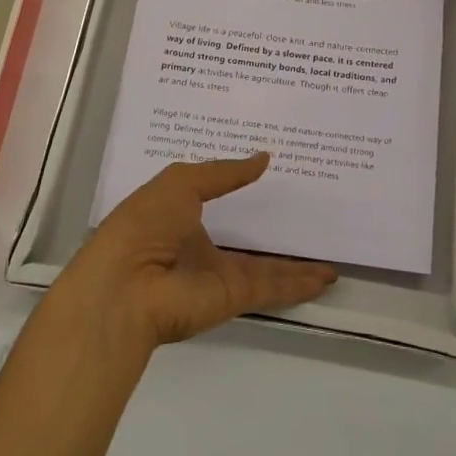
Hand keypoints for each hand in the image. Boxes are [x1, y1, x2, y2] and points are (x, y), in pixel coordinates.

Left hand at [54, 154, 336, 350]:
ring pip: (267, 267)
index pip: (217, 198)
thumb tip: (263, 158)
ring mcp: (219, 275)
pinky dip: (300, 284)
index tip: (271, 173)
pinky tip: (326, 276)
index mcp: (180, 215)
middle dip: (272, 229)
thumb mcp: (181, 182)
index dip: (240, 186)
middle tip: (308, 212)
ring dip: (296, 263)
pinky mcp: (234, 296)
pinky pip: (273, 286)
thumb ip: (224, 172)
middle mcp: (201, 247)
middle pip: (246, 238)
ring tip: (328, 255)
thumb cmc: (145, 223)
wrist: (126, 287)